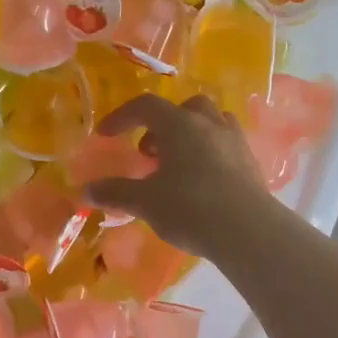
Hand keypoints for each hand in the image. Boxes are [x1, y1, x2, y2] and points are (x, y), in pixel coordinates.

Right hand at [84, 94, 272, 255]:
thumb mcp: (145, 202)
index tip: (106, 135)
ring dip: (191, 135)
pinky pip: (226, 145)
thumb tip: (85, 190)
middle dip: (163, 125)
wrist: (249, 231)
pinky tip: (202, 182)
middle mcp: (209, 124)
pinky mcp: (252, 163)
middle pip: (184, 108)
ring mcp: (234, 141)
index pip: (145, 106)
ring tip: (177, 165)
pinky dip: (210, 153)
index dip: (121, 117)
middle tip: (150, 152)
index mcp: (179, 124)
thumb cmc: (190, 207)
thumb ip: (115, 192)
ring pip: (211, 122)